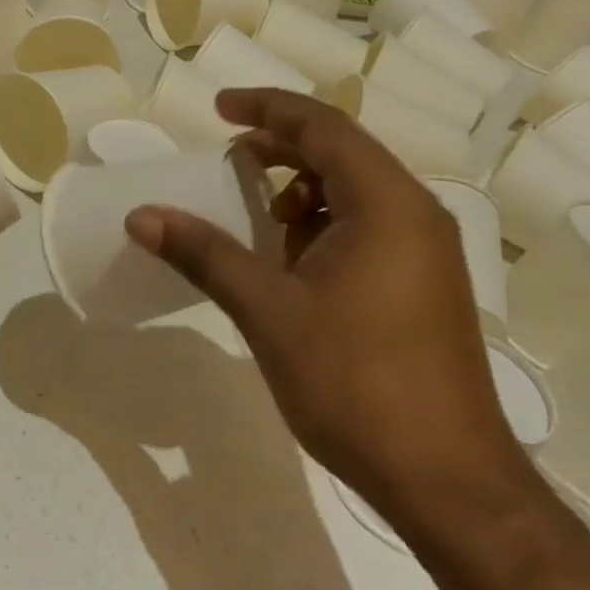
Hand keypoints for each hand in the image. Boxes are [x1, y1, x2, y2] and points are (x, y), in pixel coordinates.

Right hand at [123, 89, 536, 533]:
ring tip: (260, 218)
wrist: (448, 482)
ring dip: (303, 190)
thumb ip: (204, 253)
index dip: (266, 107)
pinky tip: (295, 264)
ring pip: (357, 192)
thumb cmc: (355, 382)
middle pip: (343, 152)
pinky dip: (324, 225)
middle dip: (282, 148)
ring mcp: (427, 252)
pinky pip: (370, 227)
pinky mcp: (426, 286)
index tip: (218, 108)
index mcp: (386, 204)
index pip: (322, 127)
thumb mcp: (267, 310)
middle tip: (229, 158)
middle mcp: (415, 214)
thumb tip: (141, 216)